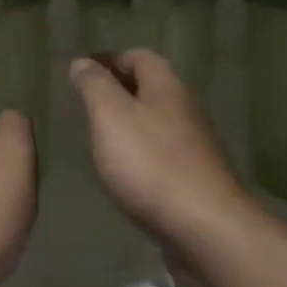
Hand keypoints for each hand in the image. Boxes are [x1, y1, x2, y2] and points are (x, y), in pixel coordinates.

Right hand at [69, 50, 262, 285]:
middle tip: (84, 103)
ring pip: (157, 122)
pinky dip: (140, 153)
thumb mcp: (111, 116)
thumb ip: (94, 86)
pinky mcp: (195, 179)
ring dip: (129, 123)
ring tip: (97, 137)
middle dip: (118, 90)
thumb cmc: (152, 164)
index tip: (81, 71)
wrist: (206, 229)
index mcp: (167, 88)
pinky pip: (162, 154)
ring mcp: (195, 147)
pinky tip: (123, 172)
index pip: (139, 56)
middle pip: (151, 88)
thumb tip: (82, 61)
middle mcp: (186, 110)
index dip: (110, 59)